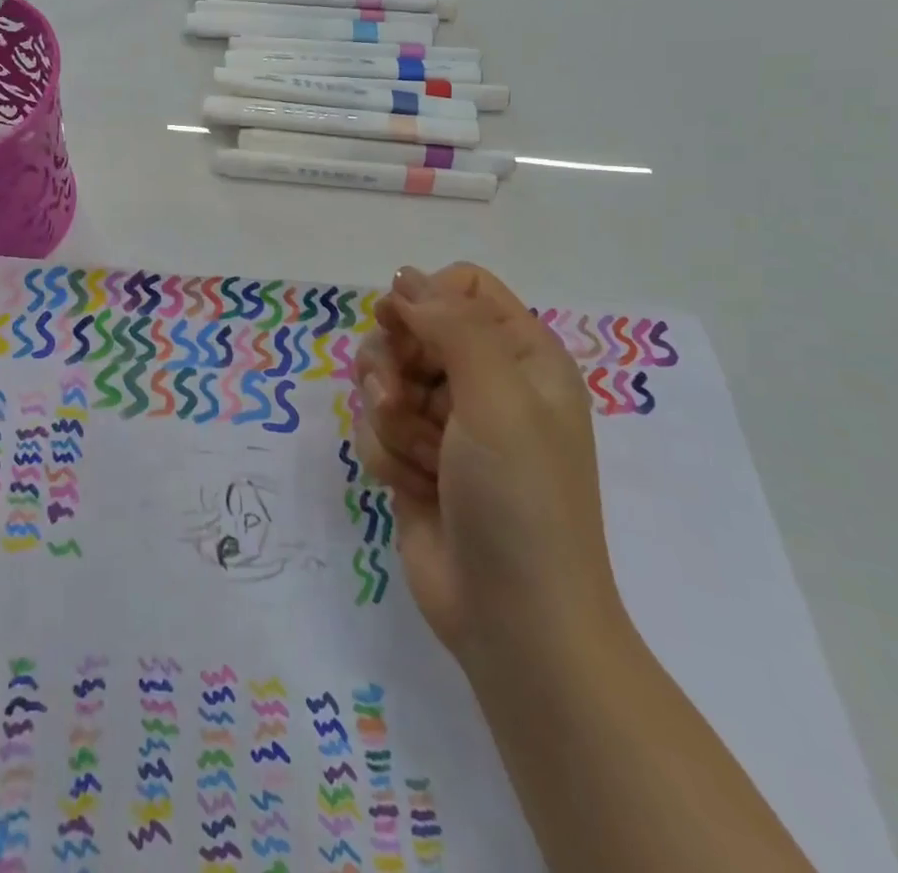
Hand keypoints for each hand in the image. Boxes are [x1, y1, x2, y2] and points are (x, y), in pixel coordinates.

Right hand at [354, 264, 620, 663]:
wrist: (514, 621)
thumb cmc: (520, 500)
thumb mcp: (498, 399)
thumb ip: (452, 325)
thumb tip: (404, 277)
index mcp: (522, 355)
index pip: (462, 286)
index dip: (424, 299)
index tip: (400, 328)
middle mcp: (485, 381)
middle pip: (411, 327)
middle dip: (395, 364)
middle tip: (400, 399)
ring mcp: (447, 422)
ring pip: (384, 376)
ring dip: (389, 416)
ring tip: (418, 457)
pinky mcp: (415, 457)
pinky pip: (375, 425)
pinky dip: (387, 454)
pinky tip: (413, 488)